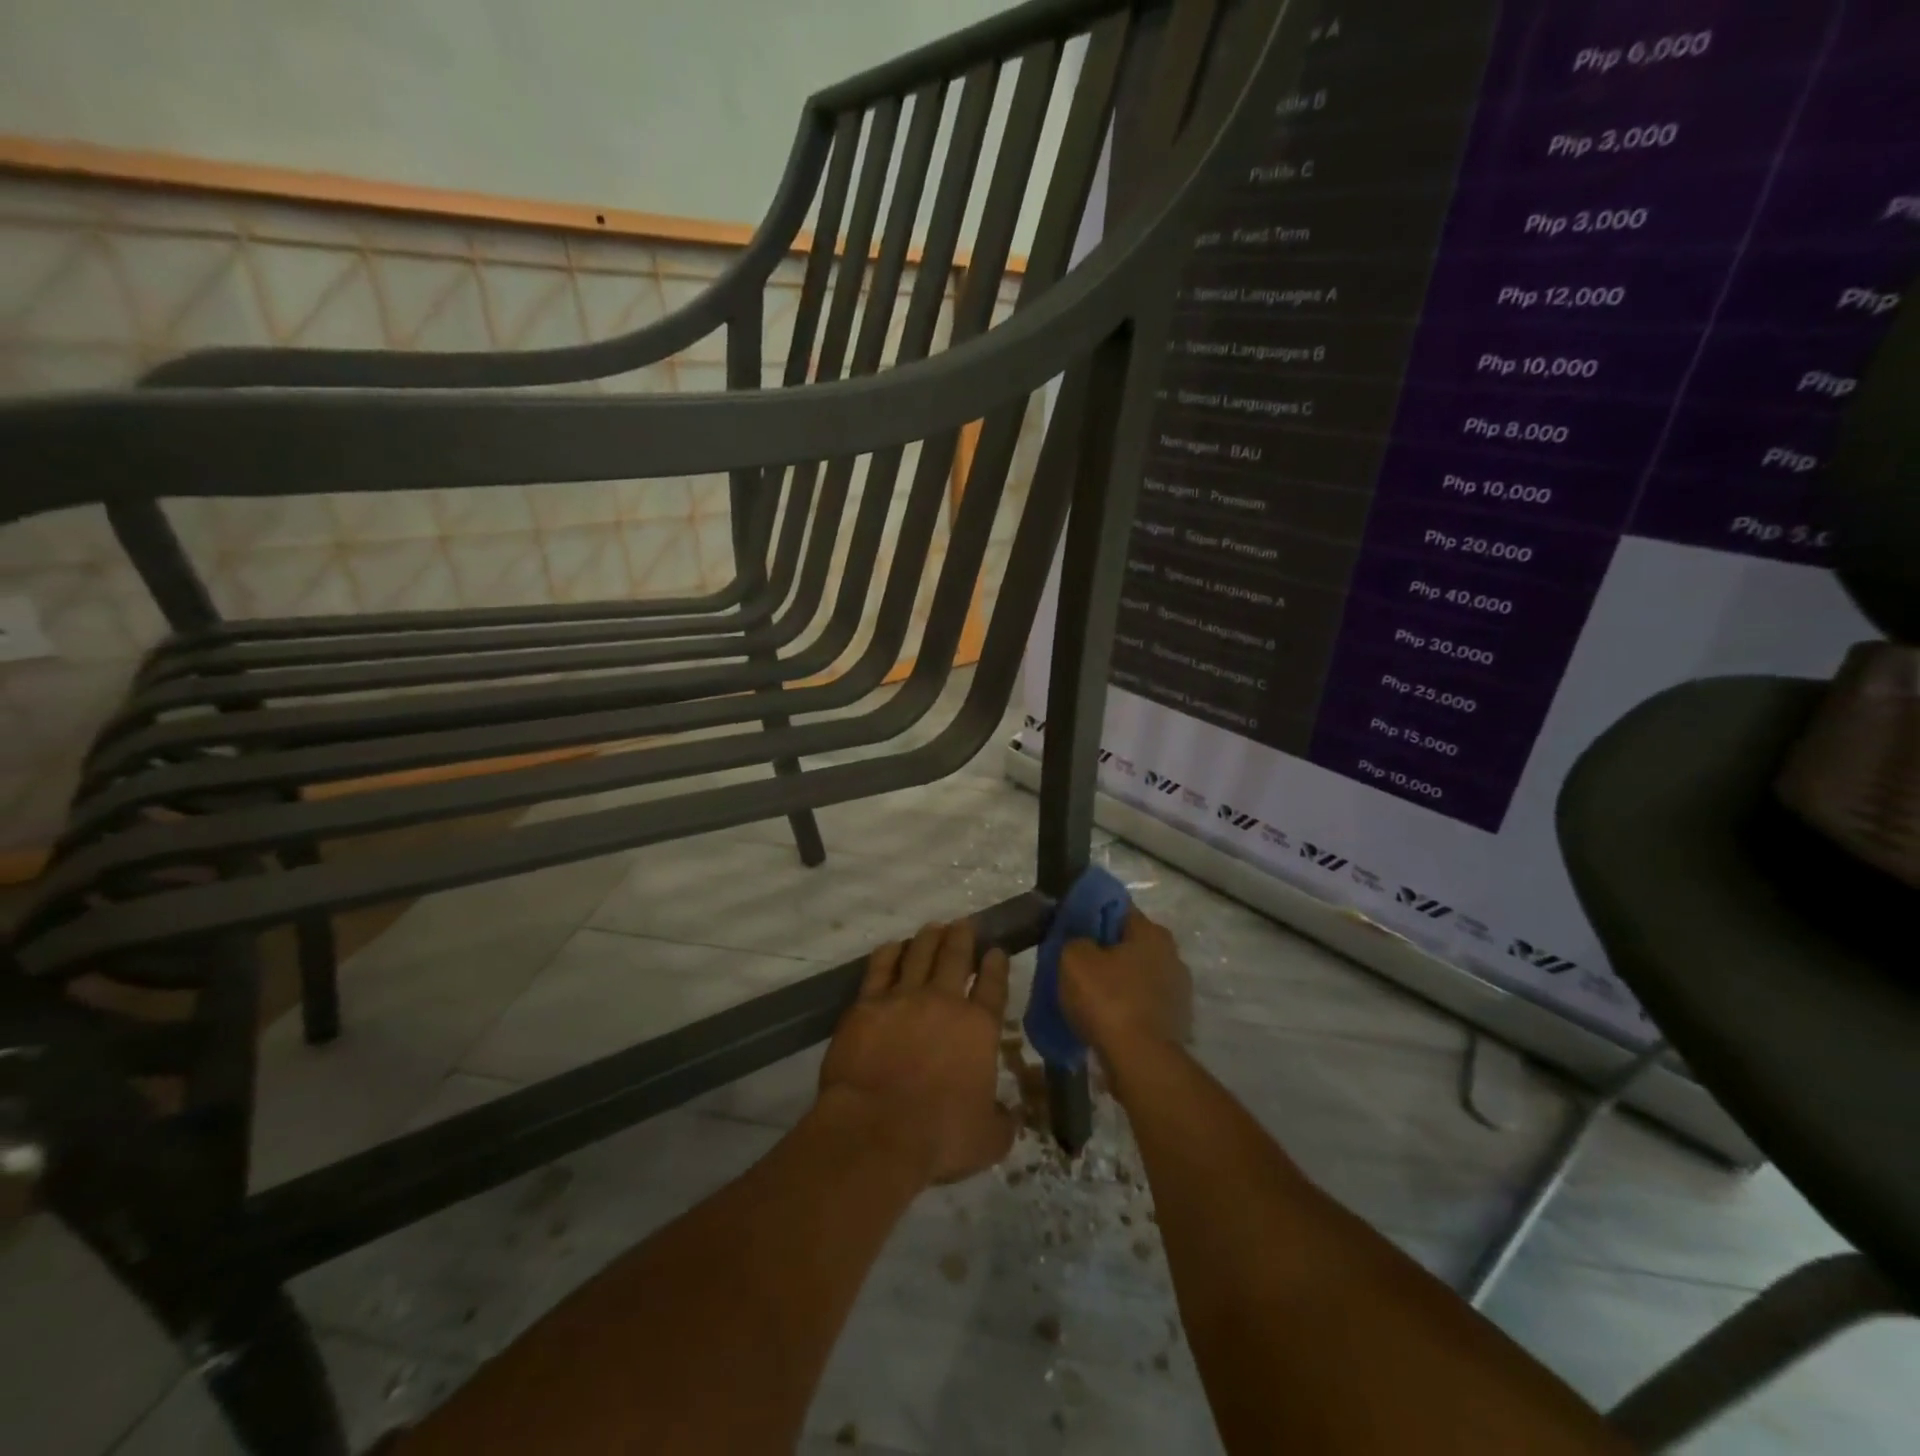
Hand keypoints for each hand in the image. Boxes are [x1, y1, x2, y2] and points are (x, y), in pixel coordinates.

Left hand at [818, 920, 1016, 1185]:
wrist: (875, 1131)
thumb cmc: (938, 1137)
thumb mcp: (988, 1140)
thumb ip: (1003, 1122)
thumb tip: (1011, 1114)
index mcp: (978, 1027)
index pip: (993, 985)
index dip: (996, 964)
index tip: (996, 950)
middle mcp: (943, 1001)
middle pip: (955, 956)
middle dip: (962, 937)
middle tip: (964, 925)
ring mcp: (903, 998)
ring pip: (919, 953)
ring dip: (928, 937)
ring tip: (933, 928)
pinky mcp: (867, 1004)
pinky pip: (880, 967)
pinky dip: (889, 953)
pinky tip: (893, 946)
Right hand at [1058, 907, 1191, 1059]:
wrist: (1140, 1062)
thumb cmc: (1108, 1000)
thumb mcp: (1074, 958)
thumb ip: (1075, 939)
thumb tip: (1081, 942)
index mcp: (1153, 932)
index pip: (1117, 910)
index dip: (1091, 916)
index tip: (1070, 930)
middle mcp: (1173, 956)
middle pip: (1129, 944)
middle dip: (1104, 952)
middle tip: (1075, 966)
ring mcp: (1179, 992)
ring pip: (1136, 977)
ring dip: (1116, 984)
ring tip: (1087, 999)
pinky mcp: (1176, 1023)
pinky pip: (1142, 1006)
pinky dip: (1125, 1010)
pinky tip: (1105, 1021)